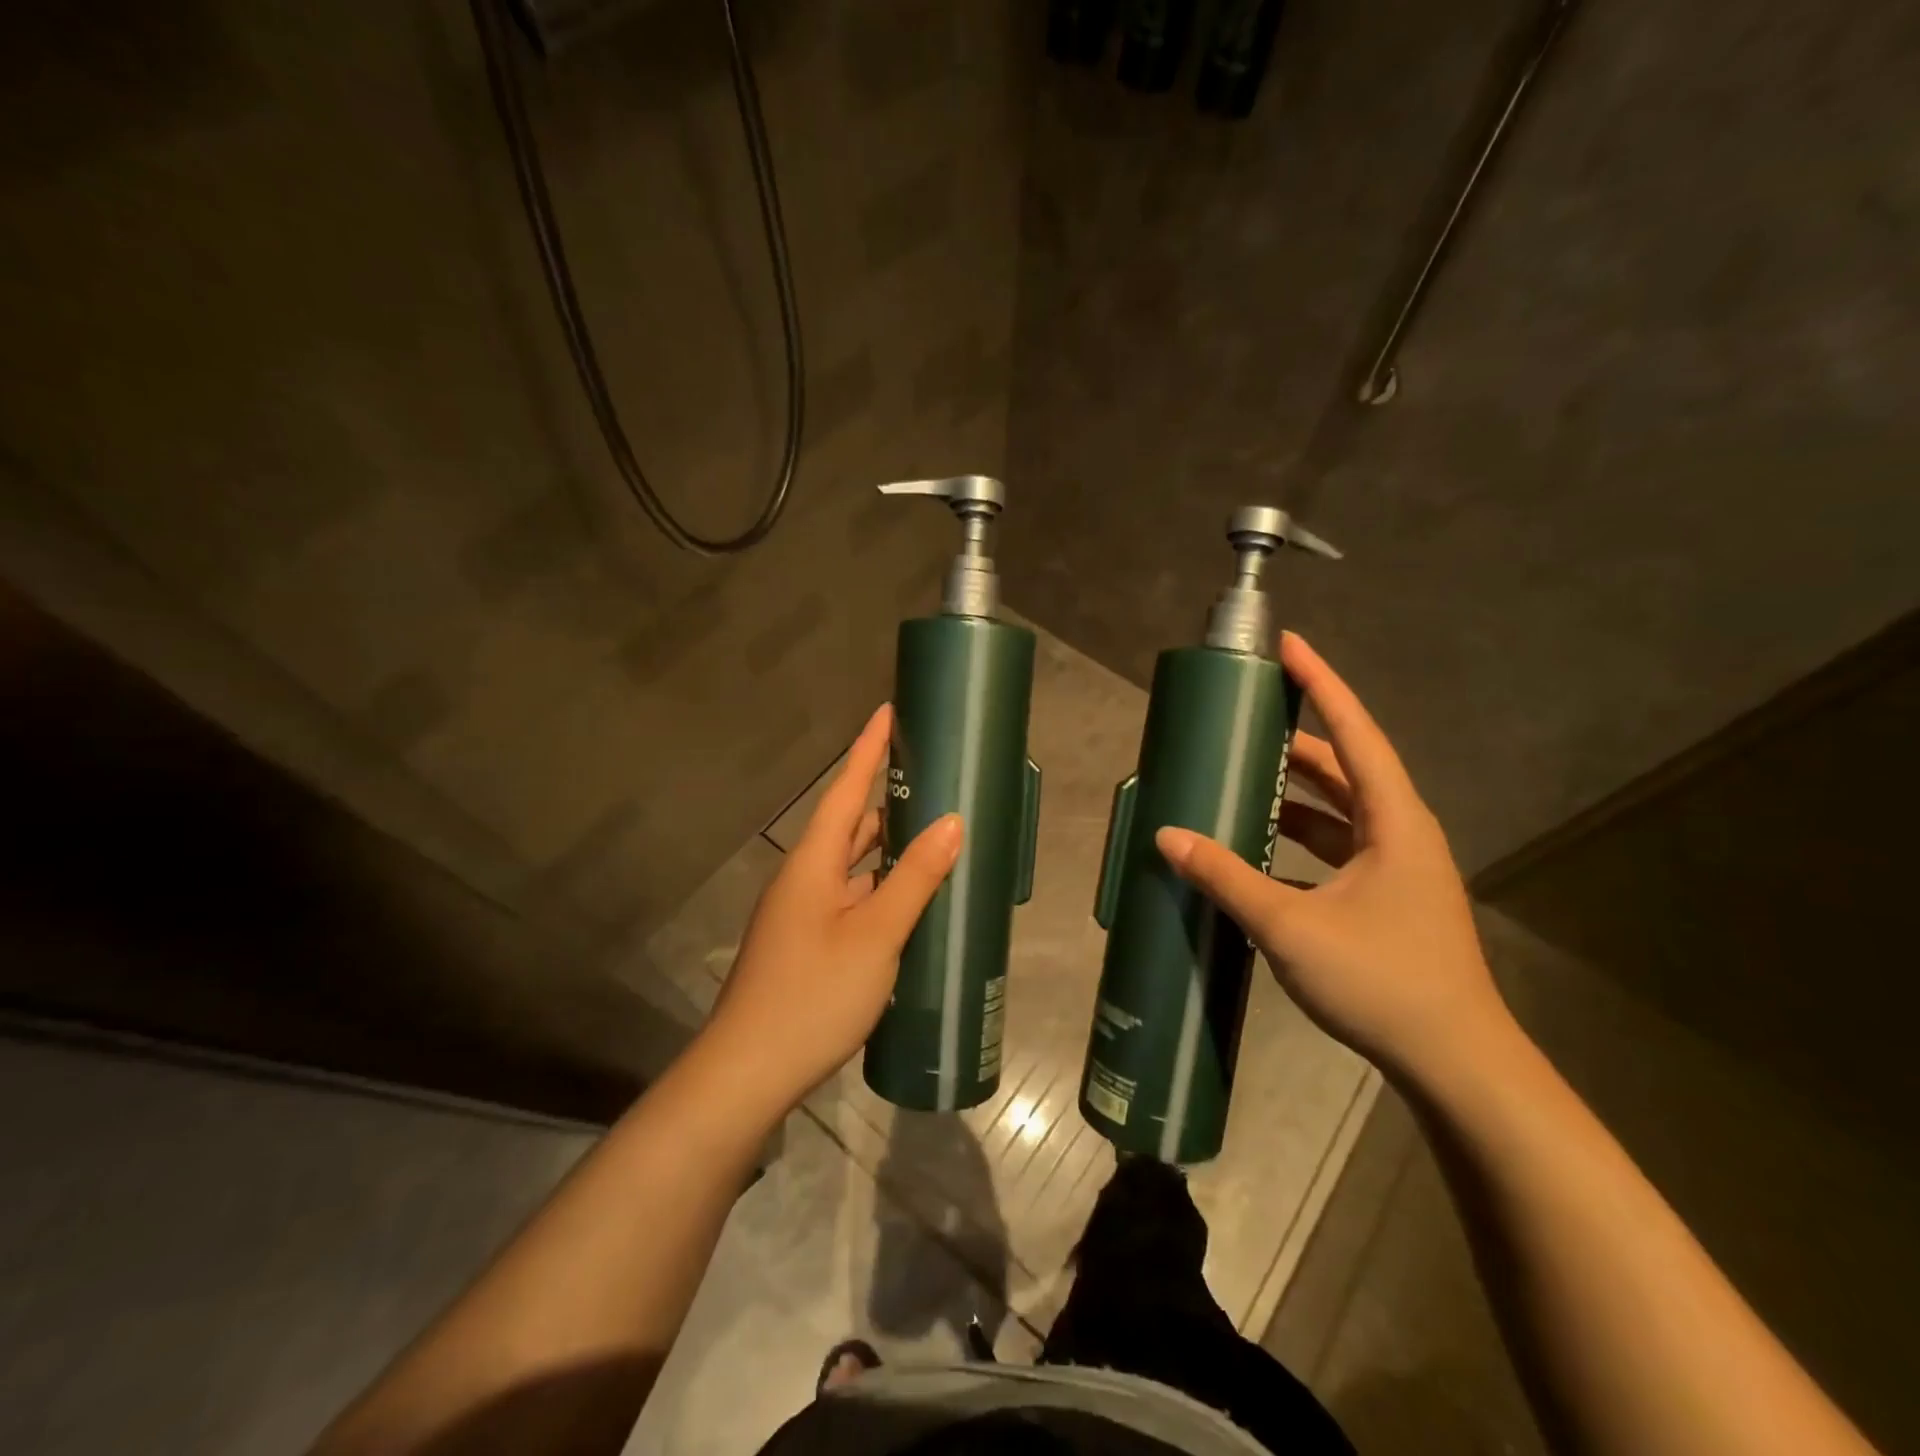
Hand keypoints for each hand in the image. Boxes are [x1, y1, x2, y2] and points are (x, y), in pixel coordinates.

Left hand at [704, 703, 962, 1110]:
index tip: (887, 712)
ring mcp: (804, 913)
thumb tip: (951, 822)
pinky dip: (881, 887)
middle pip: (849, 825)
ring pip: (852, 866)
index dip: (867, 750)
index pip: (845, 791)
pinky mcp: (809, 943)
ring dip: (887, 847)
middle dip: (886, 798)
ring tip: (933, 832)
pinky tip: (910, 899)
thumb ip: (914, 878)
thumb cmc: (813, 994)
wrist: (748, 1072)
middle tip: (931, 778)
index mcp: (813, 863)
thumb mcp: (875, 935)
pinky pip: (851, 898)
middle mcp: (805, 878)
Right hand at [1156, 633, 1508, 1080]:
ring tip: (1243, 780)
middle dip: (1297, 741)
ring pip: (1339, 813)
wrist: (1456, 1064)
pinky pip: (1335, 851)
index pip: (1355, 732)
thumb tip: (1167, 837)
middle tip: (1246, 722)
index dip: (1322, 684)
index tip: (1289, 645)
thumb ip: (1226, 877)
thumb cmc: (1382, 980)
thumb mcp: (1291, 925)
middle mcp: (1399, 834)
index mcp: (1393, 821)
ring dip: (1295, 795)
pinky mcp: (1386, 900)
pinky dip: (1297, 842)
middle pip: (1345, 769)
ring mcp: (1395, 870)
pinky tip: (1258, 853)